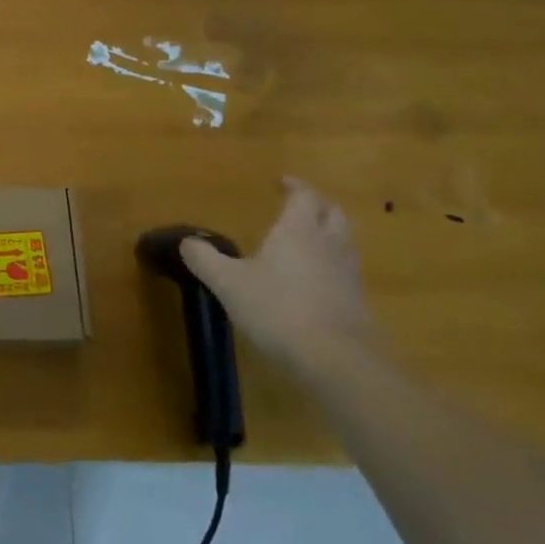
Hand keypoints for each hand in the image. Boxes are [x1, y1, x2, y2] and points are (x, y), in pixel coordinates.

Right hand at [179, 177, 372, 374]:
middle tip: (300, 207)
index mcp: (299, 231)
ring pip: (345, 242)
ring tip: (309, 242)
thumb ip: (205, 259)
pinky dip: (334, 267)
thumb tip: (186, 241)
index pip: (305, 196)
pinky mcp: (358, 303)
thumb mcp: (228, 283)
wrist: (335, 360)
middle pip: (334, 213)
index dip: (295, 187)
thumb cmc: (277, 309)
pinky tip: (317, 282)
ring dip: (331, 234)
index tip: (282, 183)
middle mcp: (329, 244)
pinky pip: (348, 272)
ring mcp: (348, 274)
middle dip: (318, 206)